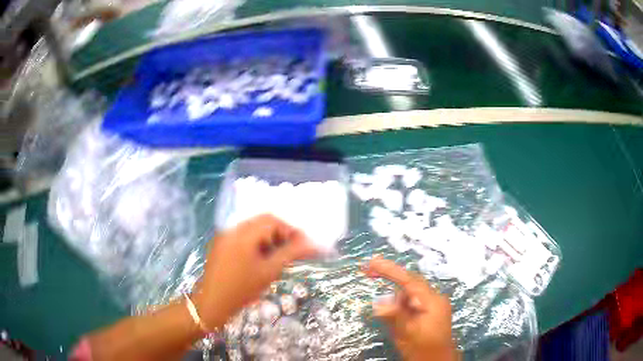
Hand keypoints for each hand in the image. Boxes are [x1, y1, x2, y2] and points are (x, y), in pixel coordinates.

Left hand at [194, 214, 316, 327]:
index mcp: (244, 234)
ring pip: (252, 228)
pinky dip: (255, 242)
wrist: (212, 303)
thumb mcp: (268, 272)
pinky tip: (259, 258)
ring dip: (267, 237)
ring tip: (276, 256)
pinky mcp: (220, 244)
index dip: (289, 230)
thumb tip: (311, 243)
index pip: (272, 221)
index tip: (301, 245)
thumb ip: (290, 254)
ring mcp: (224, 236)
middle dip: (279, 233)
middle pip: (261, 222)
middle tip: (290, 250)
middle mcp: (233, 230)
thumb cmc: (242, 289)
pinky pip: (241, 235)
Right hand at [364, 256, 459, 360]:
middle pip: (409, 282)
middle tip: (367, 270)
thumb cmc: (424, 348)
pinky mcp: (429, 310)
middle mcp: (434, 297)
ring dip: (396, 300)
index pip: (409, 280)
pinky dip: (401, 306)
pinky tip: (399, 321)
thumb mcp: (407, 334)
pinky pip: (411, 302)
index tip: (372, 261)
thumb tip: (378, 303)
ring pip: (409, 293)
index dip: (390, 270)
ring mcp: (433, 303)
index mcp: (432, 301)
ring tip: (395, 320)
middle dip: (389, 276)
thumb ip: (395, 317)